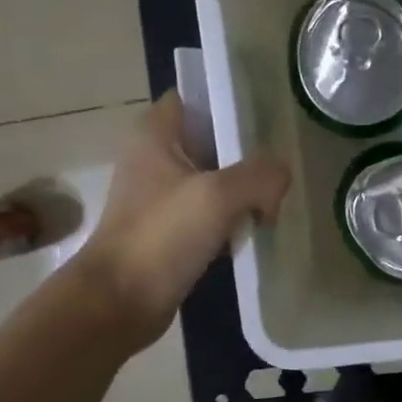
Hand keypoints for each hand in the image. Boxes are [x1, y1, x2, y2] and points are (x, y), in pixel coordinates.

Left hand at [75, 92, 290, 350]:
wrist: (120, 302)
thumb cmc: (161, 238)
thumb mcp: (218, 196)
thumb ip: (259, 175)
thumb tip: (281, 176)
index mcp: (155, 133)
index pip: (199, 99)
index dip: (234, 106)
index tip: (270, 125)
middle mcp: (155, 157)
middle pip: (214, 142)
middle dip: (249, 157)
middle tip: (281, 174)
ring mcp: (161, 197)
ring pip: (215, 181)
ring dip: (244, 194)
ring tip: (275, 206)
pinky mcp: (169, 232)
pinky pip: (210, 215)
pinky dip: (231, 222)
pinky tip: (255, 234)